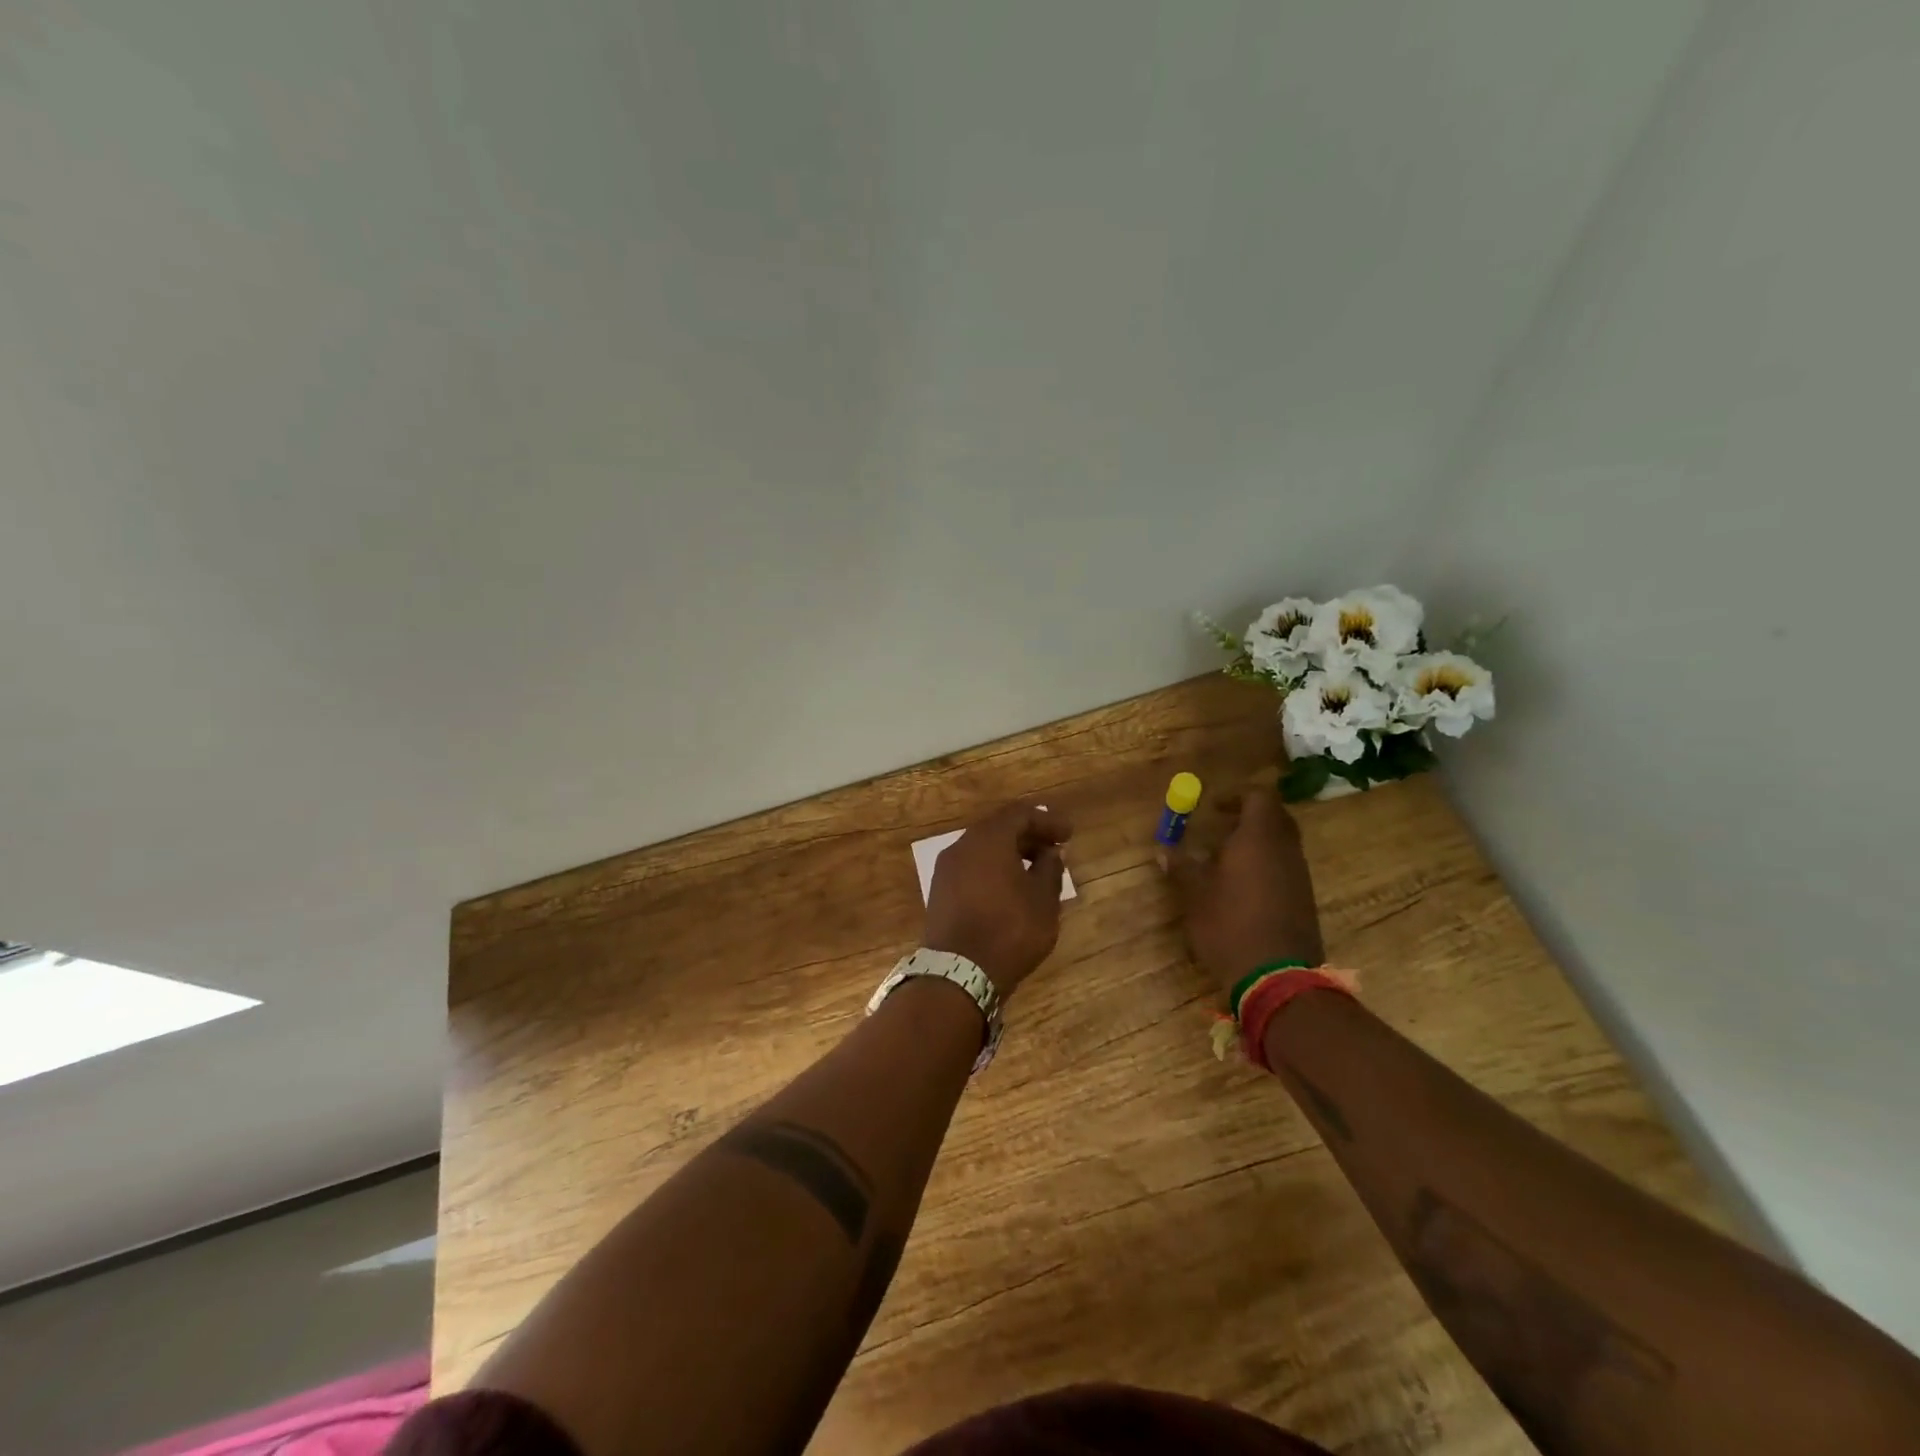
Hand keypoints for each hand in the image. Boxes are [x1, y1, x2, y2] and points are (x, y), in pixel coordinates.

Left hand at [922, 802, 1072, 997]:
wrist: (958, 973)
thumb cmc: (1009, 931)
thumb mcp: (1043, 901)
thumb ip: (1050, 869)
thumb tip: (1050, 853)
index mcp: (988, 839)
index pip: (1020, 814)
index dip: (1047, 820)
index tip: (1068, 834)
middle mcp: (962, 846)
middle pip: (999, 828)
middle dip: (1028, 835)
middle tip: (1054, 849)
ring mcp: (947, 869)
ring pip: (983, 849)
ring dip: (1010, 853)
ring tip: (1035, 870)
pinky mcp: (940, 892)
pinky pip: (972, 868)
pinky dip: (993, 869)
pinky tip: (1010, 888)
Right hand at [1166, 785, 1323, 1000]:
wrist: (1277, 978)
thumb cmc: (1230, 925)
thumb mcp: (1195, 895)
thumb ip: (1181, 867)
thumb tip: (1163, 850)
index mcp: (1259, 838)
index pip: (1259, 797)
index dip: (1236, 796)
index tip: (1212, 807)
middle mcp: (1285, 850)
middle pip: (1275, 818)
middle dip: (1248, 817)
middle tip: (1219, 826)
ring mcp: (1299, 876)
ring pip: (1281, 844)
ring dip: (1256, 843)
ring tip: (1224, 859)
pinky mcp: (1303, 900)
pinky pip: (1285, 868)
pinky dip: (1265, 866)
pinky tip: (1241, 887)